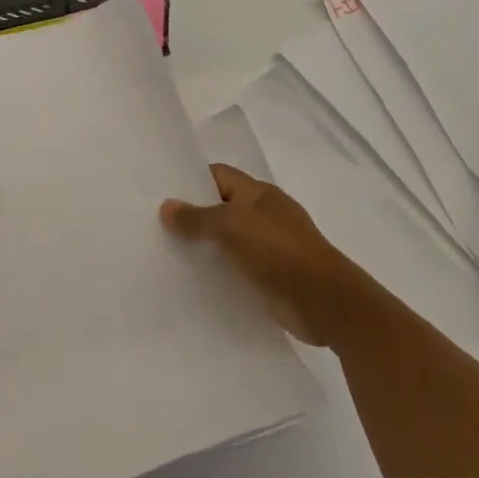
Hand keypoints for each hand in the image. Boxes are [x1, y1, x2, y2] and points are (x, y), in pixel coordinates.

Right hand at [161, 164, 362, 345]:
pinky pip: (236, 270)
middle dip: (192, 217)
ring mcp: (269, 248)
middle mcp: (264, 216)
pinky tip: (192, 283)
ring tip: (165, 255)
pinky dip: (218, 274)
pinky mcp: (270, 278)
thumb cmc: (278, 250)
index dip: (191, 181)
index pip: (218, 176)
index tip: (160, 192)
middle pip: (221, 208)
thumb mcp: (231, 225)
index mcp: (259, 193)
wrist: (324, 301)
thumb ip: (197, 217)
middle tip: (153, 226)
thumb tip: (166, 206)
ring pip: (227, 242)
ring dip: (203, 248)